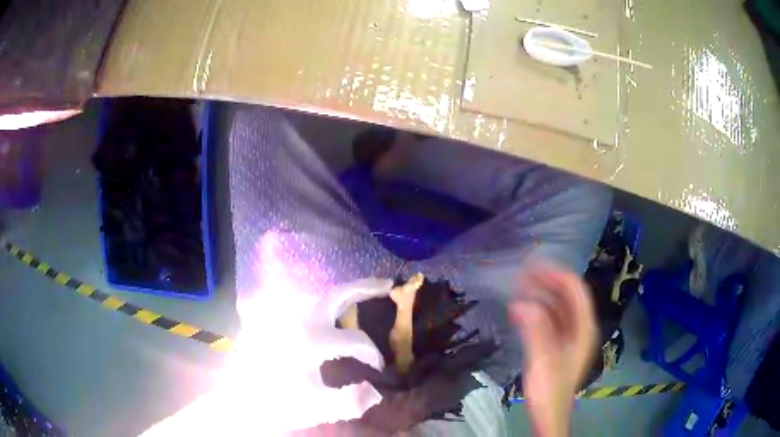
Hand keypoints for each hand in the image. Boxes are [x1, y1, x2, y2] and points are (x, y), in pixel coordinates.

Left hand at [142, 277, 394, 435]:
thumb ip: (350, 401)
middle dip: (366, 288)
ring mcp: (285, 316)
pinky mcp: (277, 320)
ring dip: (347, 290)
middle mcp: (298, 320)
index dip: (372, 355)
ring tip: (369, 289)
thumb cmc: (277, 404)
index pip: (355, 341)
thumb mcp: (315, 408)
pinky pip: (306, 301)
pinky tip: (335, 305)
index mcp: (310, 341)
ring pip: (320, 294)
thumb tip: (377, 390)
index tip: (378, 369)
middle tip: (389, 284)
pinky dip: (326, 298)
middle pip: (337, 296)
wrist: (240, 401)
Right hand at [510, 266, 595, 436]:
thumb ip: (535, 330)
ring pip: (559, 306)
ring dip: (541, 294)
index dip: (558, 274)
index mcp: (583, 327)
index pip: (576, 291)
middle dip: (548, 281)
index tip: (535, 265)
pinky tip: (522, 310)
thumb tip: (520, 303)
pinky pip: (551, 319)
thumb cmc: (550, 388)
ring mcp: (571, 335)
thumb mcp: (543, 359)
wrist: (549, 413)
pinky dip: (538, 310)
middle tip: (524, 273)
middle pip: (568, 296)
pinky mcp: (560, 344)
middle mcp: (581, 327)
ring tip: (520, 286)